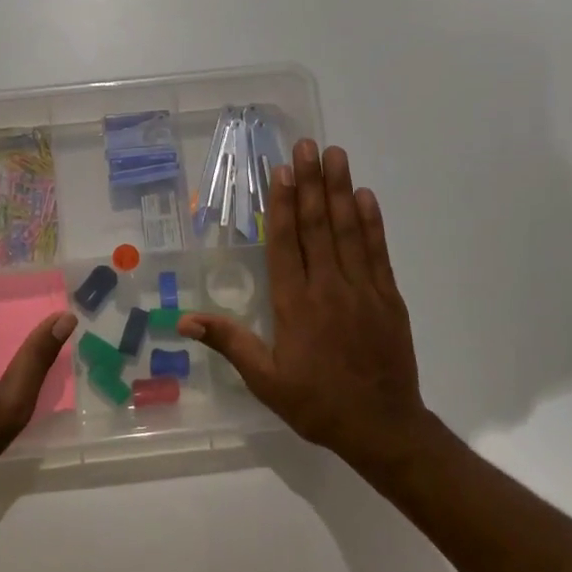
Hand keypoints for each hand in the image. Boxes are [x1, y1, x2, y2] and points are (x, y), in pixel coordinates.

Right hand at [181, 141, 432, 467]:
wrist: (382, 427)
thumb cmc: (317, 403)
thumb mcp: (265, 380)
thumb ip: (229, 342)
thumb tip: (183, 319)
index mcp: (295, 304)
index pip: (285, 243)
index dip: (282, 204)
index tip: (281, 170)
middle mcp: (328, 287)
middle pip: (317, 226)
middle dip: (311, 182)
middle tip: (308, 145)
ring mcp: (362, 289)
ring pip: (349, 230)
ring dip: (341, 190)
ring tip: (336, 155)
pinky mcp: (388, 297)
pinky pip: (378, 251)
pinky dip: (372, 222)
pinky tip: (366, 196)